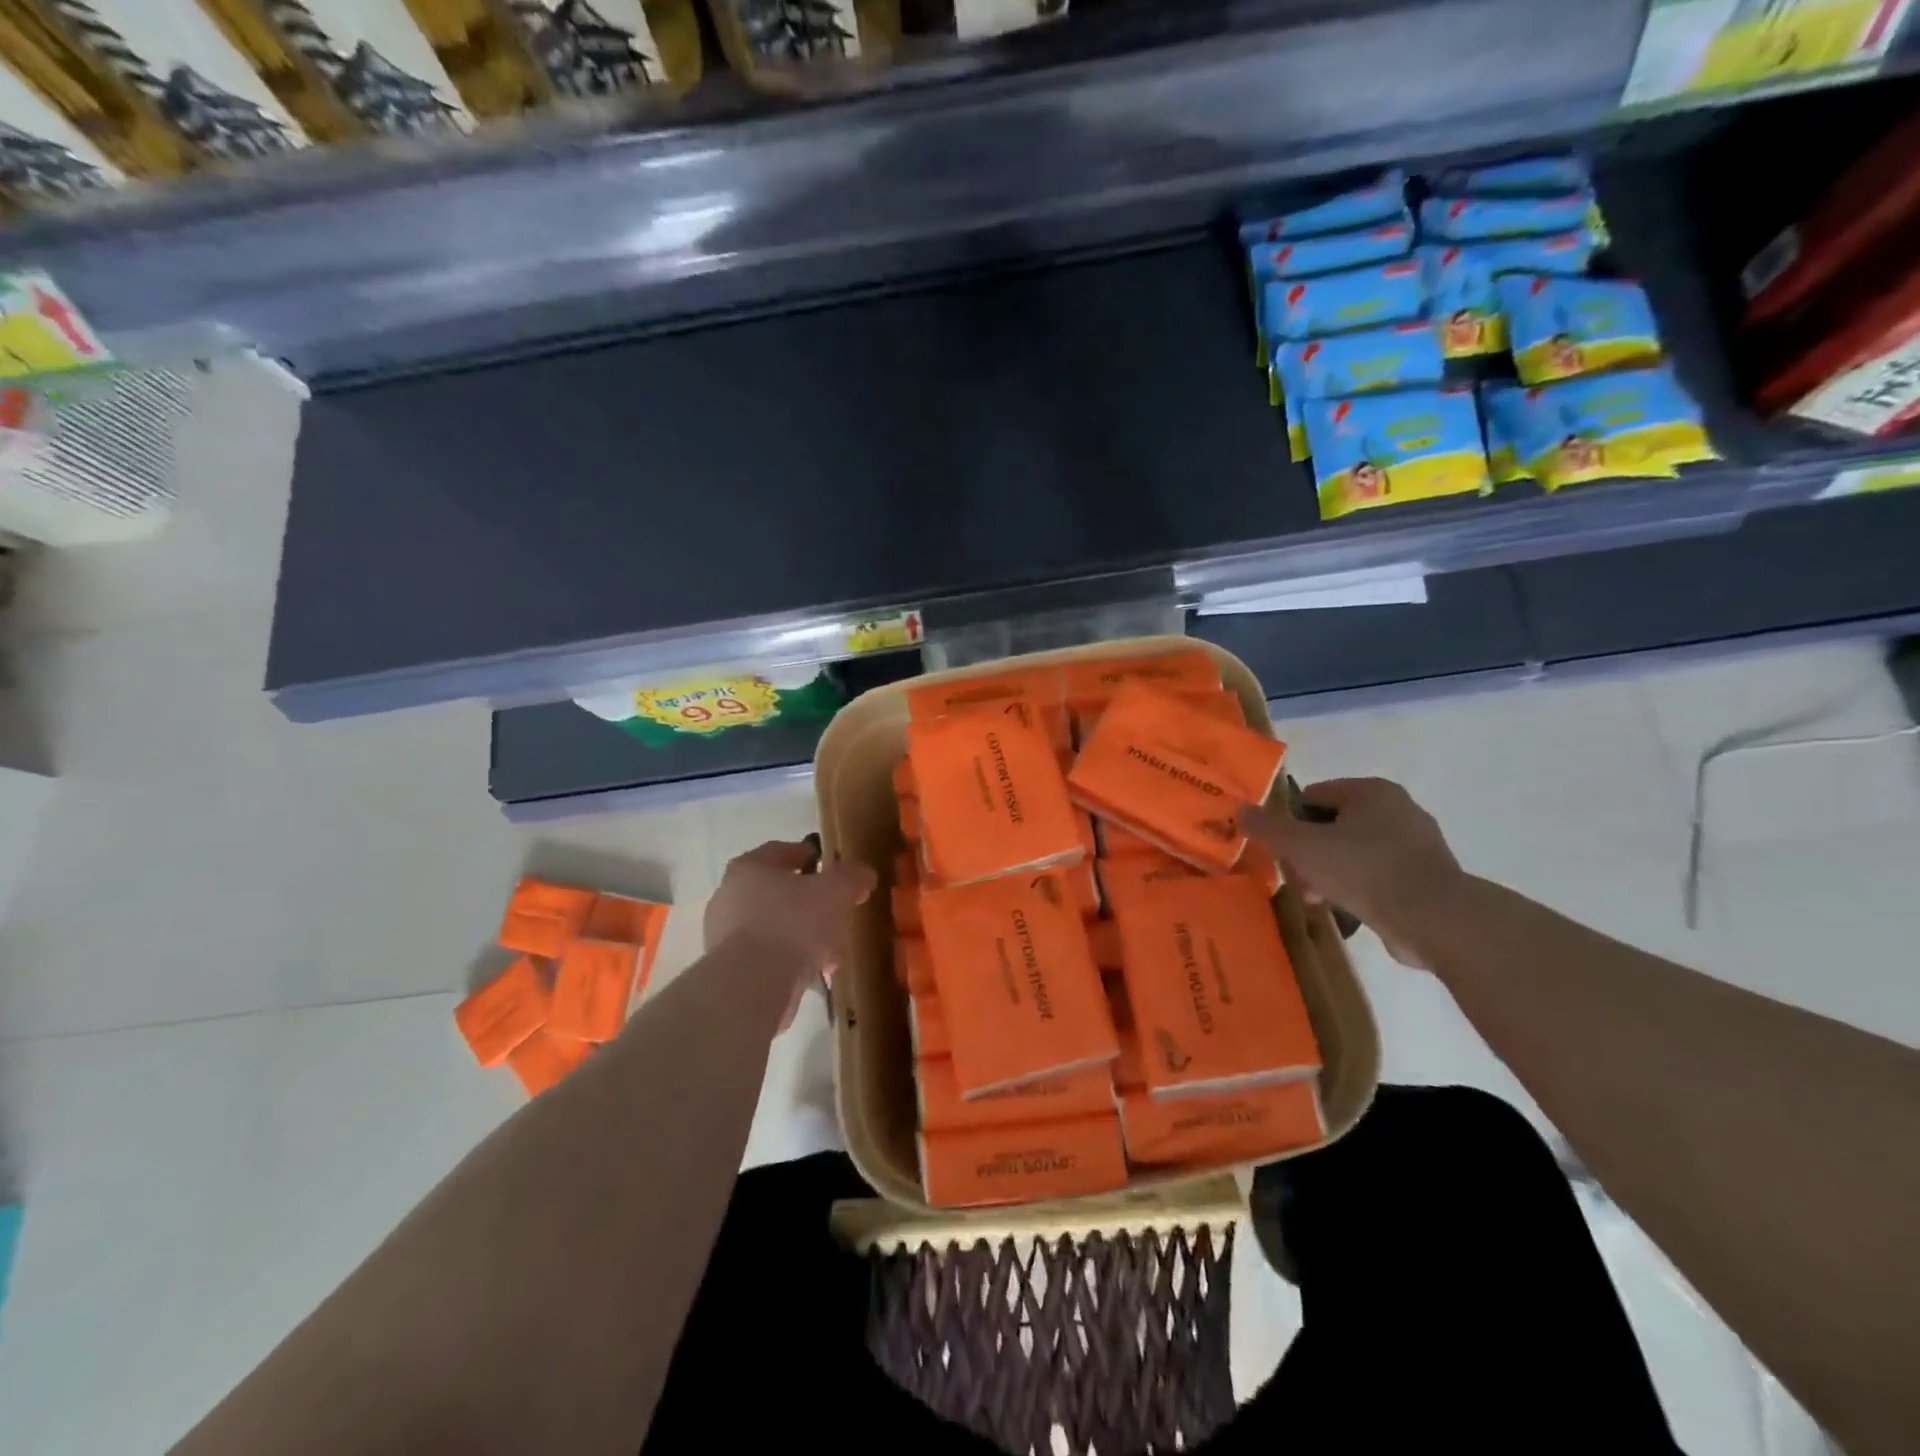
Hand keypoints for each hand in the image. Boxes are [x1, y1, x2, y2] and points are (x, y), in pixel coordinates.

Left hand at [704, 840, 876, 1026]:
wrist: (752, 986)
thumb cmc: (792, 924)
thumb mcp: (836, 891)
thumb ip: (852, 877)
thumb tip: (863, 874)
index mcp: (750, 868)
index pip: (780, 852)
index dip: (808, 855)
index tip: (829, 865)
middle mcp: (729, 897)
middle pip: (779, 892)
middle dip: (810, 902)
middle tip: (836, 911)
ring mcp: (725, 936)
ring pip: (776, 927)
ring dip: (804, 936)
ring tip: (832, 951)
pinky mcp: (730, 970)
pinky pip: (769, 956)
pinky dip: (791, 960)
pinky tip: (815, 973)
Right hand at [1238, 779, 1464, 968]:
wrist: (1435, 919)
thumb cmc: (1364, 870)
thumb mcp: (1303, 846)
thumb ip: (1268, 827)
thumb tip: (1239, 809)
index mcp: (1371, 791)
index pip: (1313, 796)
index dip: (1289, 823)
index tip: (1281, 852)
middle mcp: (1398, 809)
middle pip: (1332, 826)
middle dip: (1309, 854)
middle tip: (1298, 881)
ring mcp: (1417, 844)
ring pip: (1353, 853)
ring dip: (1330, 874)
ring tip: (1319, 901)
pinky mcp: (1427, 878)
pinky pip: (1378, 877)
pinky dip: (1358, 890)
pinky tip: (1347, 911)